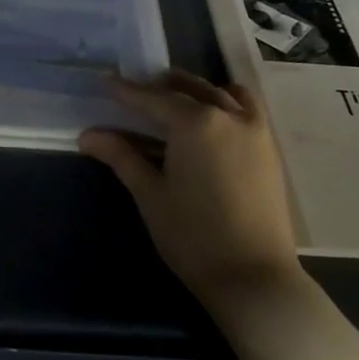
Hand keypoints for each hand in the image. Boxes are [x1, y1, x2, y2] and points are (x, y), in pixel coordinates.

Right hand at [79, 70, 307, 313]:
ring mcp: (256, 131)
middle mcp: (229, 116)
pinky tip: (212, 119)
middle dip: (162, 87)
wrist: (253, 277)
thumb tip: (88, 135)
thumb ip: (122, 157)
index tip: (107, 81)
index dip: (128, 92)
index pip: (154, 99)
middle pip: (190, 89)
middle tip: (136, 91)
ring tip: (174, 99)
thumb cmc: (193, 236)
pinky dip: (226, 102)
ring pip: (222, 94)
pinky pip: (247, 109)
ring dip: (196, 91)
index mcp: (196, 123)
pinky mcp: (270, 150)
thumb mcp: (150, 194)